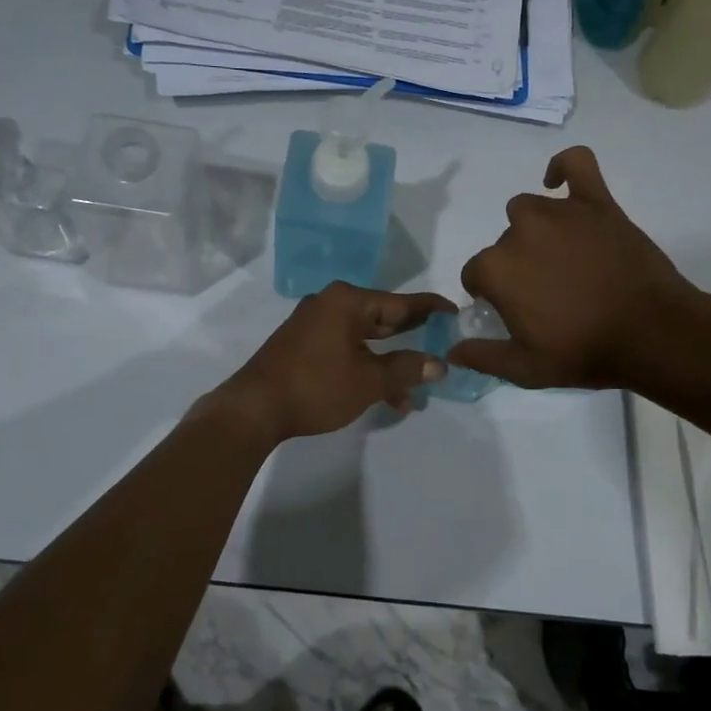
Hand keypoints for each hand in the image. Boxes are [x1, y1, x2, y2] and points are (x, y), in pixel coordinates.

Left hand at [207, 283, 454, 442]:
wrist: (254, 408)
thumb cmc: (316, 386)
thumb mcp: (368, 380)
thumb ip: (406, 369)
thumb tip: (439, 364)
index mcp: (347, 302)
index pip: (400, 302)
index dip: (430, 309)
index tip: (455, 311)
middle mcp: (330, 305)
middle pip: (382, 318)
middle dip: (411, 339)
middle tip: (442, 345)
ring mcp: (313, 325)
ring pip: (364, 339)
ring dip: (389, 364)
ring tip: (414, 393)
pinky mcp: (303, 345)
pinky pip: (345, 349)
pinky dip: (365, 367)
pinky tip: (383, 397)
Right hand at [453, 146, 698, 389]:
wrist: (652, 333)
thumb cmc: (584, 352)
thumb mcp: (525, 369)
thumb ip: (482, 357)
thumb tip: (452, 350)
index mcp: (497, 269)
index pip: (475, 274)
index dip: (489, 294)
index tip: (511, 310)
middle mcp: (520, 232)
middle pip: (503, 243)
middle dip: (515, 266)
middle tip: (544, 292)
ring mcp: (560, 213)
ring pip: (528, 209)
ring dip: (533, 230)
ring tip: (557, 256)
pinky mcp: (597, 203)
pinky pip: (576, 164)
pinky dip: (563, 167)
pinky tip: (558, 183)